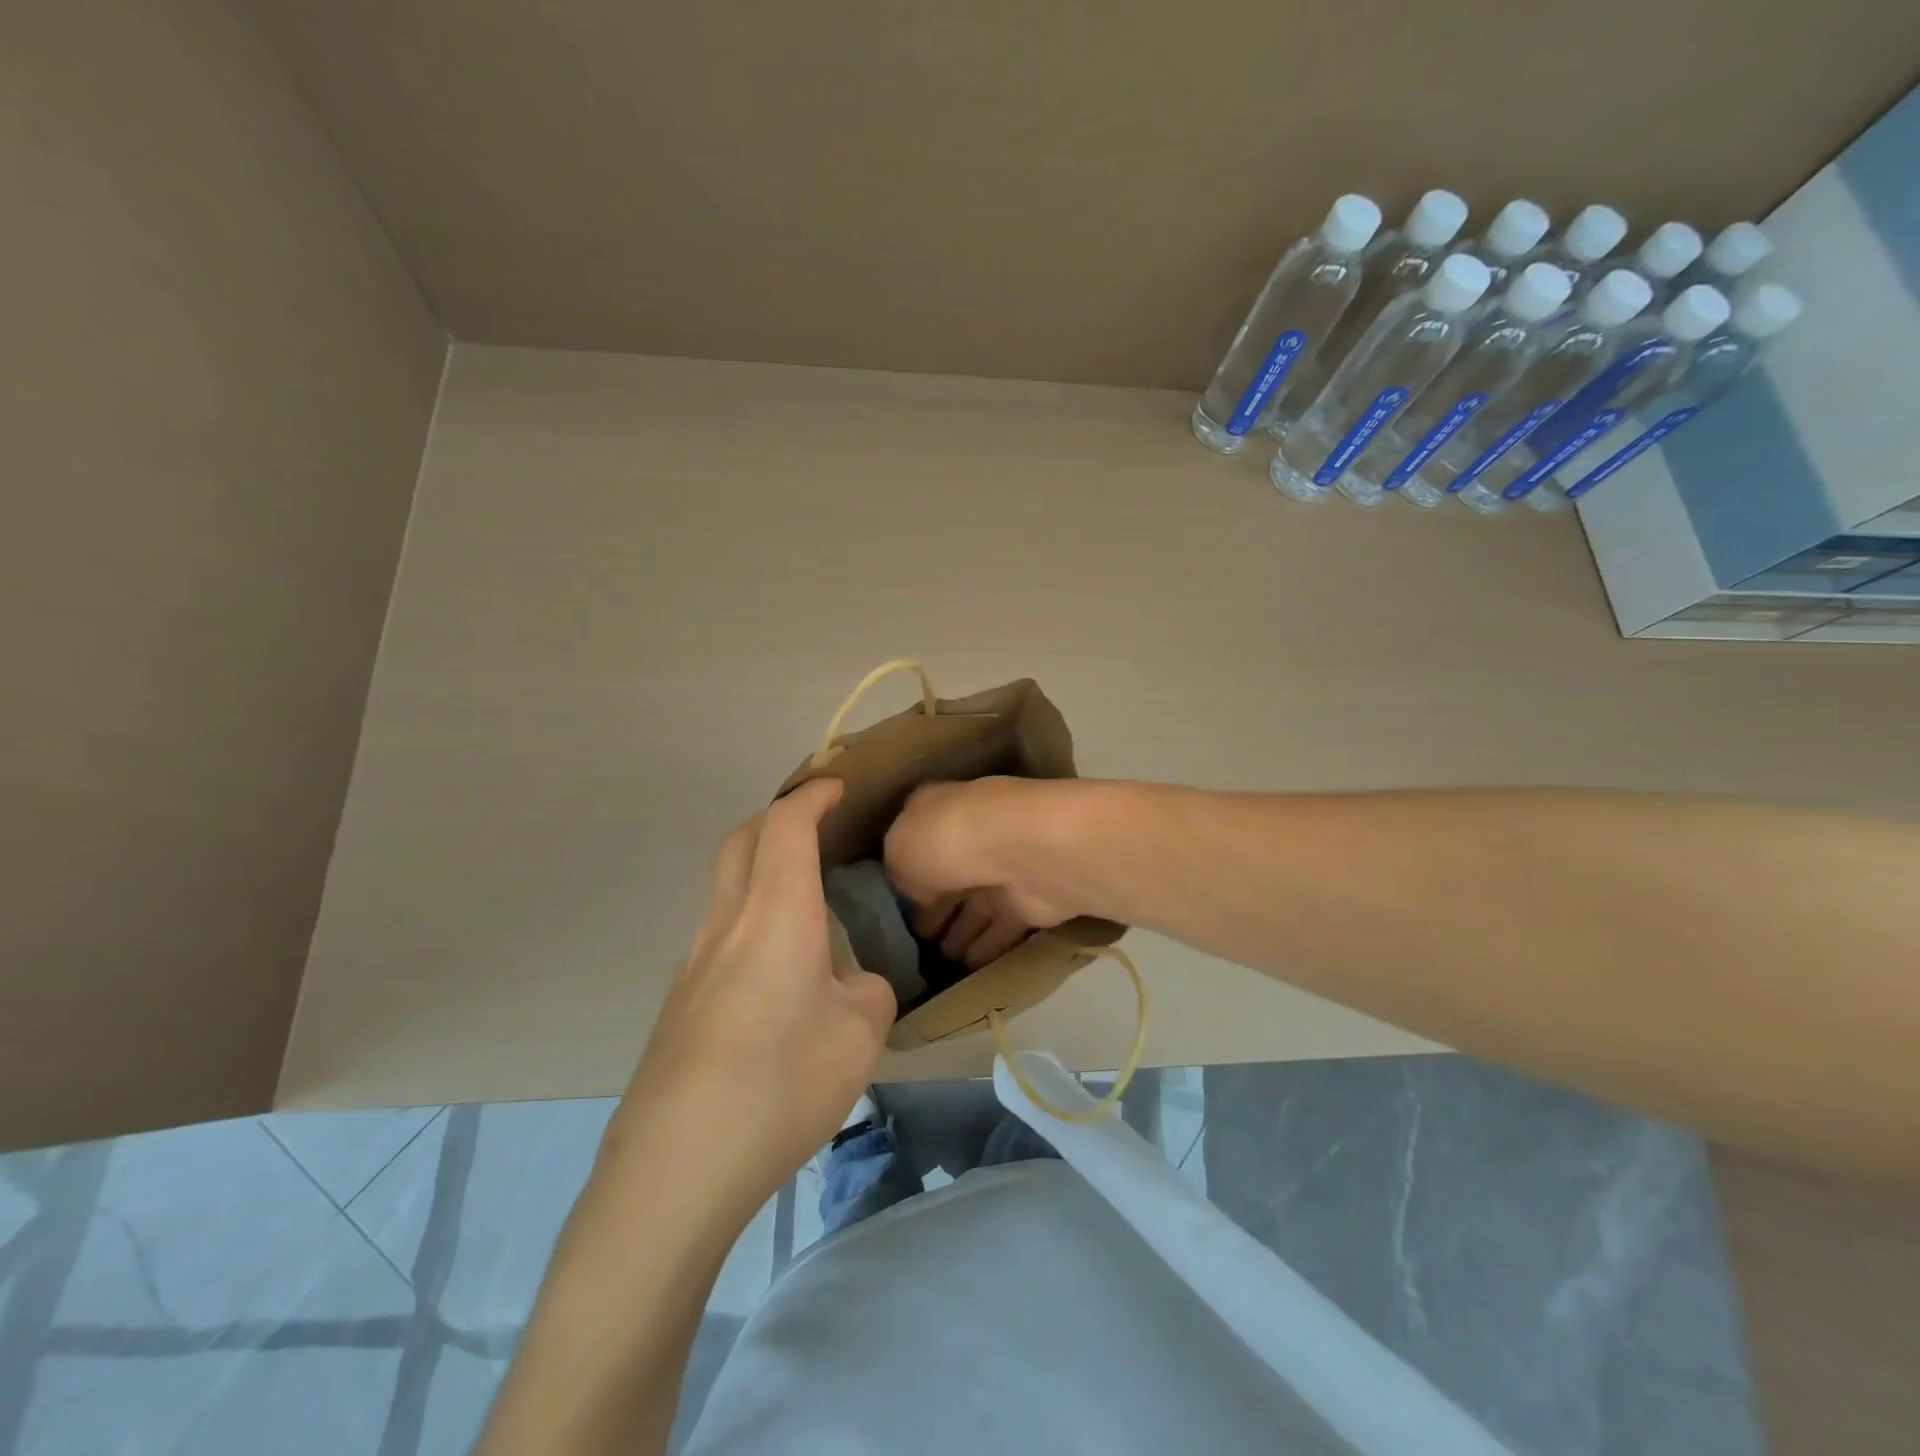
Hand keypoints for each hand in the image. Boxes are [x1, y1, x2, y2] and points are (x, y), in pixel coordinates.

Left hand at [606, 779, 895, 1217]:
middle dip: (777, 817)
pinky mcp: (680, 1002)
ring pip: (725, 887)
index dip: (811, 796)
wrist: (677, 1166)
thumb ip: (867, 991)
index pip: (786, 826)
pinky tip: (778, 971)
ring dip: (760, 869)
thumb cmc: (782, 1082)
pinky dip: (750, 918)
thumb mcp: (861, 1033)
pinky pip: (719, 933)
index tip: (836, 786)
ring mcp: (694, 963)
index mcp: (775, 912)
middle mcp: (727, 923)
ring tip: (805, 902)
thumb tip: (849, 984)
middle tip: (815, 825)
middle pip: (740, 841)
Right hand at [883, 778, 1074, 968]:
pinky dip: (988, 945)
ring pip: (976, 904)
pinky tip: (970, 965)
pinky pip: (1002, 926)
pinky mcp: (1030, 899)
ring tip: (942, 959)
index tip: (892, 902)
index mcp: (936, 809)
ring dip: (961, 930)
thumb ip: (900, 872)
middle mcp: (971, 832)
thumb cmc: (948, 839)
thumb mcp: (898, 850)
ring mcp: (1003, 865)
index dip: (904, 871)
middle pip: (947, 875)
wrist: (1021, 850)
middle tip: (917, 939)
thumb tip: (916, 892)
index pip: (916, 839)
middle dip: (933, 907)